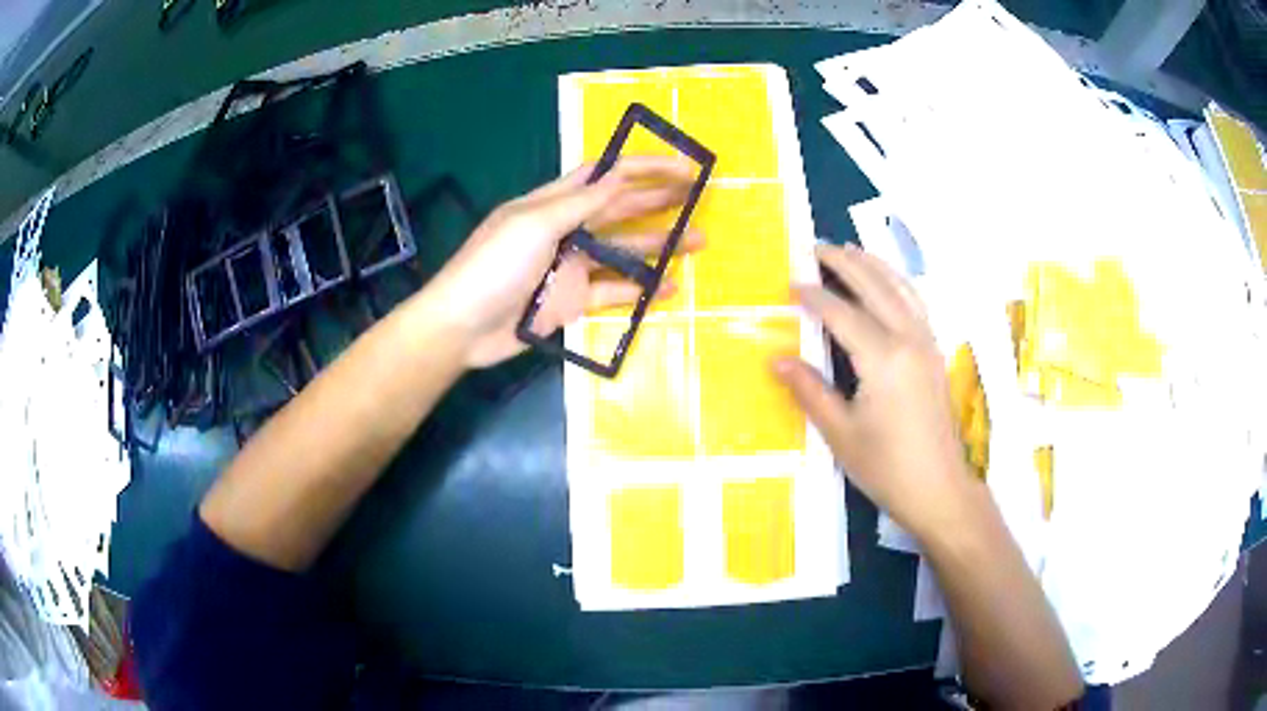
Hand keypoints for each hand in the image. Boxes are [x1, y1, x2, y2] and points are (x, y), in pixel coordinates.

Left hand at [429, 156, 702, 367]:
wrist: (462, 327)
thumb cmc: (492, 266)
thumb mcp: (533, 225)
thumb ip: (580, 204)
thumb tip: (620, 177)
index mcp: (552, 203)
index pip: (604, 175)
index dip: (643, 167)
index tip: (683, 168)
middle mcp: (566, 230)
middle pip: (620, 209)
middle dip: (659, 202)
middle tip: (700, 201)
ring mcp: (570, 267)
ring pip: (623, 251)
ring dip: (659, 246)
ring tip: (698, 243)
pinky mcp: (571, 301)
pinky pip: (613, 293)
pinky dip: (640, 291)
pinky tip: (669, 290)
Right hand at [774, 244, 980, 538]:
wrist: (940, 490)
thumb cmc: (888, 468)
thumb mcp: (842, 435)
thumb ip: (811, 391)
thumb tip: (778, 360)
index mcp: (884, 358)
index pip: (842, 313)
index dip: (814, 296)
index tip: (791, 284)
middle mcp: (909, 340)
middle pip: (875, 287)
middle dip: (844, 264)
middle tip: (816, 248)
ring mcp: (927, 344)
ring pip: (901, 289)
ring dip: (874, 265)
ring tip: (850, 250)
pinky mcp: (935, 354)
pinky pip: (916, 303)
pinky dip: (897, 283)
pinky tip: (887, 284)